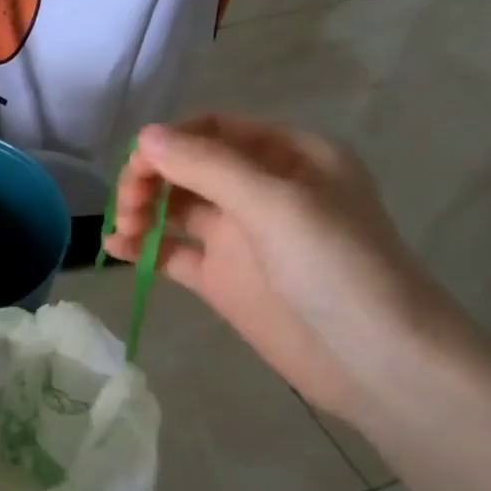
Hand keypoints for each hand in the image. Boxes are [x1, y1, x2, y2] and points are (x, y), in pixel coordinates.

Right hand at [103, 116, 467, 423]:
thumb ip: (209, 168)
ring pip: (177, 208)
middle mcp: (261, 190)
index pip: (216, 130)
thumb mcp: (276, 205)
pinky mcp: (221, 278)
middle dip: (153, 177)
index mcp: (290, 157)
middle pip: (190, 167)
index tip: (137, 166)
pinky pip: (173, 252)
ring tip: (125, 230)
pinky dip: (144, 248)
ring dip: (144, 210)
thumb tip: (145, 136)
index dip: (172, 141)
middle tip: (129, 204)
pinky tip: (116, 248)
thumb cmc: (337, 268)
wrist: (374, 360)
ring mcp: (239, 237)